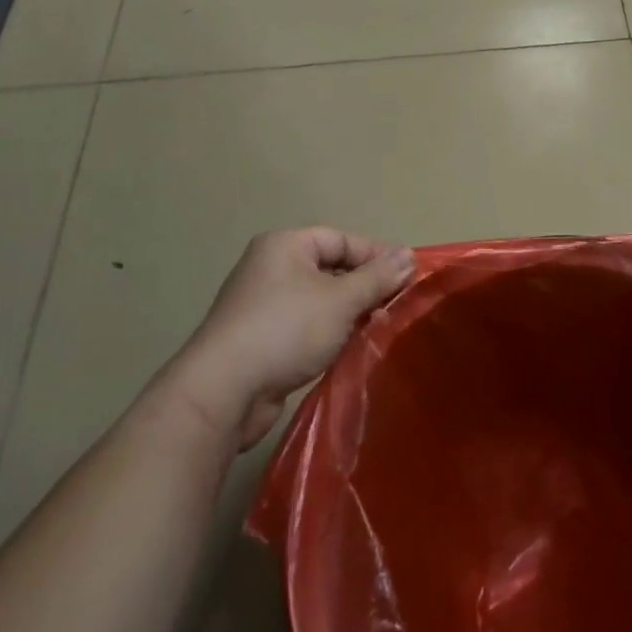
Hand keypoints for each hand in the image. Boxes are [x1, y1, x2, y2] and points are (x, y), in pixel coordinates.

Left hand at [179, 228, 412, 448]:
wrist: (223, 392)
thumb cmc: (286, 330)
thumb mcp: (341, 300)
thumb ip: (377, 277)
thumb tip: (409, 255)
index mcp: (285, 245)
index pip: (341, 239)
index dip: (376, 255)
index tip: (407, 277)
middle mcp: (271, 267)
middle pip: (331, 268)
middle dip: (364, 287)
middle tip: (396, 306)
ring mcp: (262, 305)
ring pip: (319, 300)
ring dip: (348, 314)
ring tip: (378, 329)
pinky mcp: (260, 340)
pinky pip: (304, 326)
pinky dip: (328, 334)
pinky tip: (349, 350)